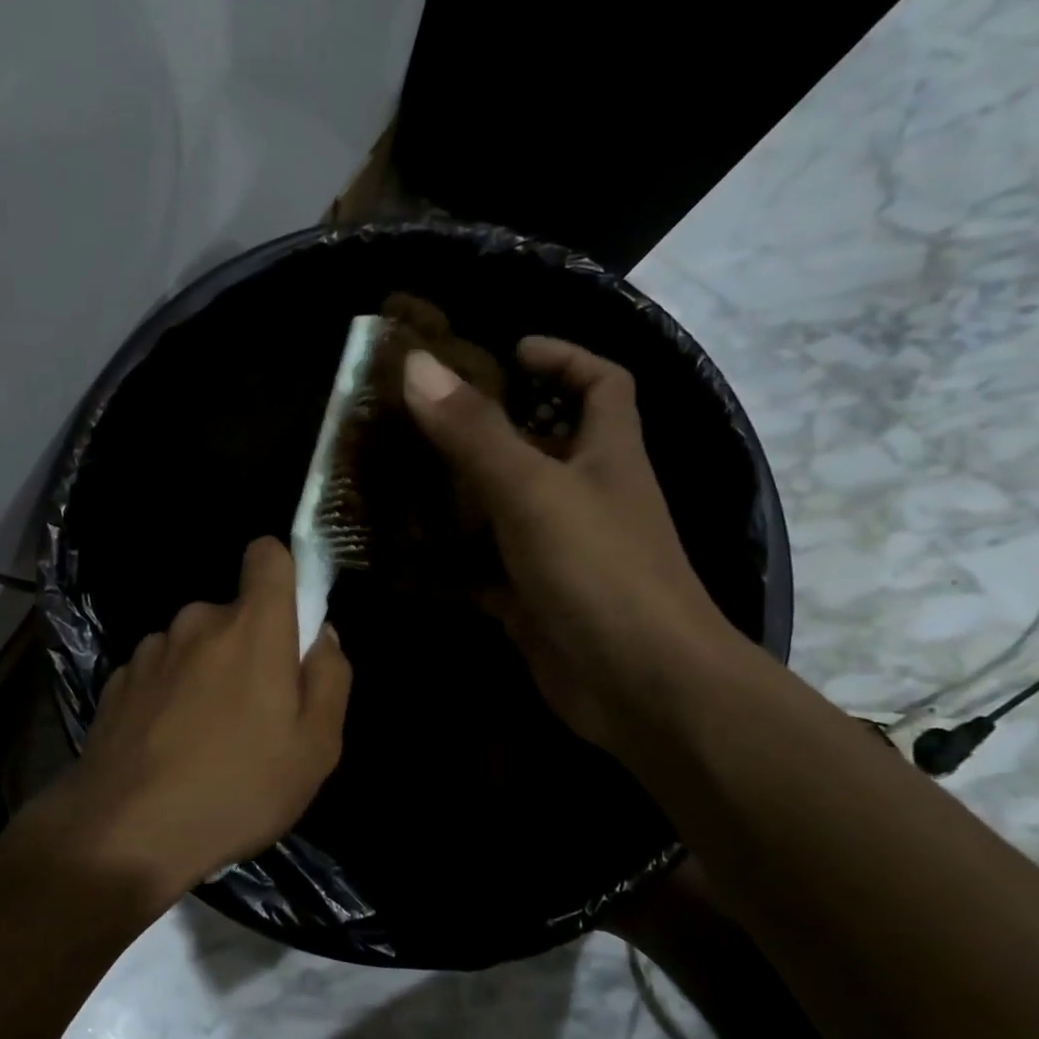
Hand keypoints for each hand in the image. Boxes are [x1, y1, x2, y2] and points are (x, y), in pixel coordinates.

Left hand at [24, 537, 351, 907]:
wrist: (123, 832)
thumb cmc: (236, 789)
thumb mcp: (316, 747)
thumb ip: (330, 676)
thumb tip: (321, 634)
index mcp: (252, 627)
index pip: (267, 554)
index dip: (284, 574)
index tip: (291, 619)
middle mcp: (197, 621)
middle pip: (235, 614)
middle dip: (250, 648)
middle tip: (256, 714)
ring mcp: (151, 650)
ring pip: (196, 645)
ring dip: (208, 674)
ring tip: (208, 739)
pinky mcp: (117, 680)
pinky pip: (161, 672)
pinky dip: (171, 695)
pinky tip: (168, 747)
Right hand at [402, 337, 746, 758]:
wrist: (640, 687)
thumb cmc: (600, 572)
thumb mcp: (533, 491)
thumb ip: (475, 432)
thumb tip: (417, 365)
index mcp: (606, 455)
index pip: (601, 384)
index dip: (563, 357)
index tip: (508, 351)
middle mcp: (586, 498)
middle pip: (539, 447)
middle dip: (487, 429)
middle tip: (421, 420)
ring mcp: (558, 553)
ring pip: (503, 511)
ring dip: (458, 497)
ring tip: (397, 479)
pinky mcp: (533, 601)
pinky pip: (483, 571)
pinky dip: (448, 565)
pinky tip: (402, 559)